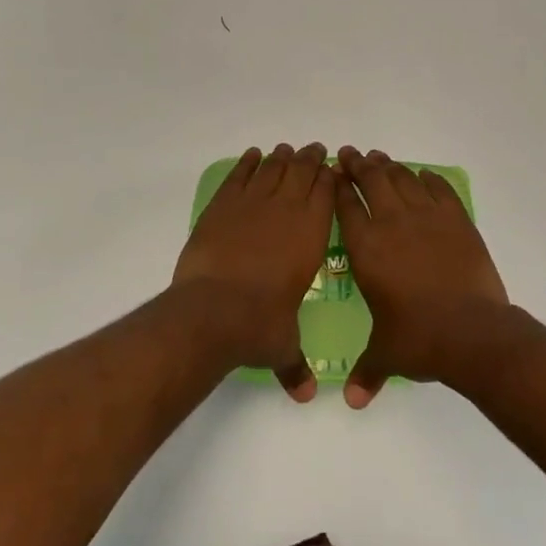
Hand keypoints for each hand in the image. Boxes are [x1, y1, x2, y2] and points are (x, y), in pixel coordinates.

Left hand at [172, 144, 336, 400]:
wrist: (213, 310)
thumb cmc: (260, 324)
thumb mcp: (283, 346)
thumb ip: (295, 364)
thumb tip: (305, 395)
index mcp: (310, 234)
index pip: (326, 192)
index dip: (330, 177)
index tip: (332, 169)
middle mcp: (286, 210)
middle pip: (301, 171)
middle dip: (310, 159)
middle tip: (314, 150)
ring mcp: (252, 204)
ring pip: (272, 168)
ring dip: (281, 157)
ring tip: (286, 150)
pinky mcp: (222, 206)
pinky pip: (239, 176)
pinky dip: (247, 163)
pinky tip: (252, 156)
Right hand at [334, 147, 510, 408]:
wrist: (472, 332)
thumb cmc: (419, 340)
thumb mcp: (386, 355)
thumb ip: (367, 371)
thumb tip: (352, 401)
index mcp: (367, 247)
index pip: (346, 205)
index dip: (338, 186)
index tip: (333, 173)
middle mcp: (392, 223)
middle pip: (371, 180)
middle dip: (358, 164)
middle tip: (351, 154)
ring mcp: (426, 217)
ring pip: (403, 178)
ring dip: (389, 166)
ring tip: (380, 159)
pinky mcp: (456, 219)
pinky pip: (438, 189)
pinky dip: (428, 178)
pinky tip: (423, 175)